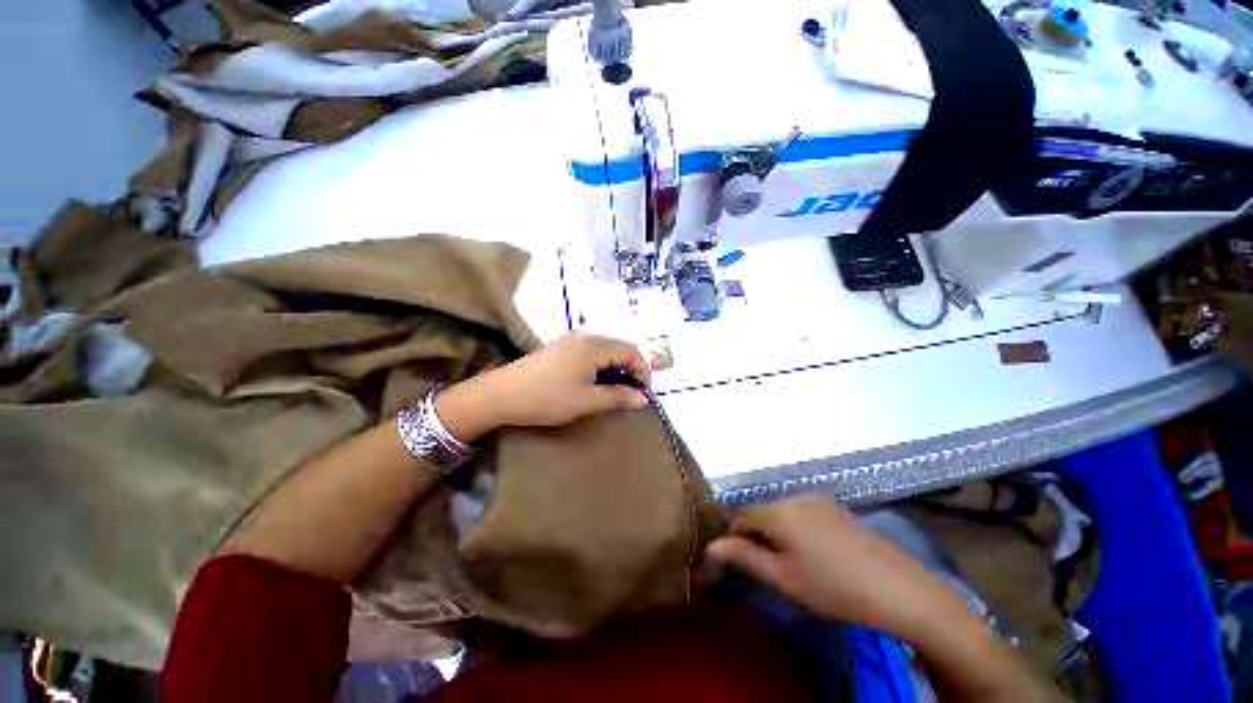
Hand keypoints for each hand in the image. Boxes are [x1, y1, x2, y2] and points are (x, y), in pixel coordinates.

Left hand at [436, 332, 651, 441]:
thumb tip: (644, 398)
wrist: (500, 395)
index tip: (644, 394)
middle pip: (619, 348)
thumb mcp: (587, 401)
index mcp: (594, 345)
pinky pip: (590, 353)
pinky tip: (595, 383)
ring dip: (615, 369)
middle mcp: (585, 336)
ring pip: (605, 351)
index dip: (643, 371)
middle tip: (631, 395)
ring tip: (615, 392)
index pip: (631, 350)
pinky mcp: (560, 348)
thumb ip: (618, 397)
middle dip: (630, 370)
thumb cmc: (547, 398)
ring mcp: (570, 340)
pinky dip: (600, 367)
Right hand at [706, 495, 969, 640]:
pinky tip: (814, 551)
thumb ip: (745, 557)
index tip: (735, 558)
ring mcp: (819, 500)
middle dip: (756, 533)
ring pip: (782, 510)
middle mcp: (796, 497)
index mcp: (780, 512)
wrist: (899, 589)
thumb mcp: (784, 578)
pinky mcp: (836, 507)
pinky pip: (802, 511)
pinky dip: (796, 526)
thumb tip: (711, 546)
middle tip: (765, 564)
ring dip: (776, 529)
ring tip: (789, 559)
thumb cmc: (834, 588)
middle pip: (763, 511)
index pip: (742, 516)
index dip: (734, 536)